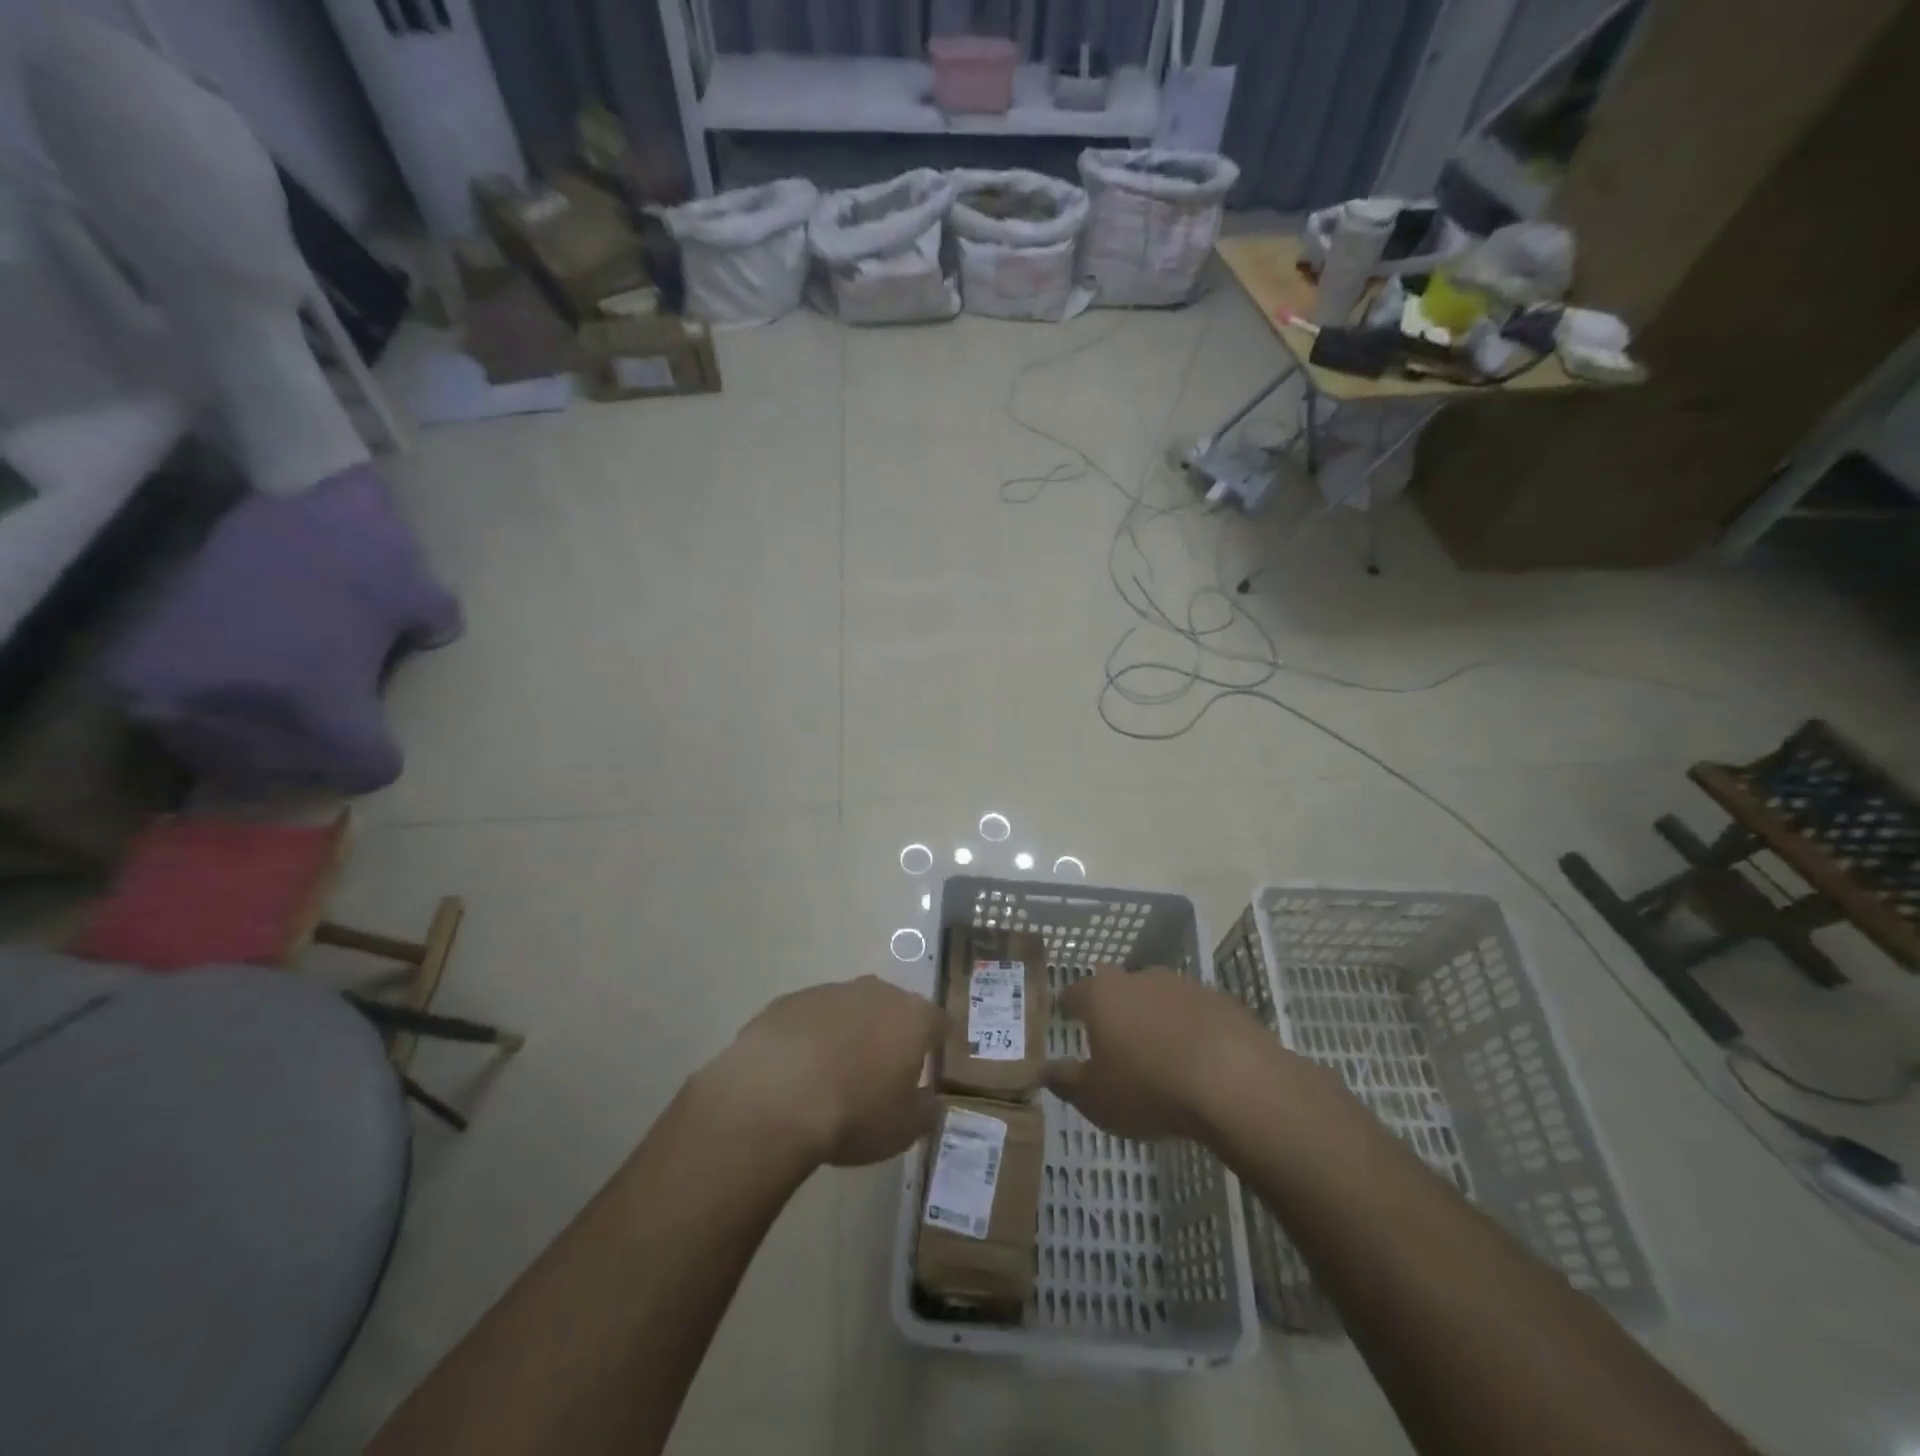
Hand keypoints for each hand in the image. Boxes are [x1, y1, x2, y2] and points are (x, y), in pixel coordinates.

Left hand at [701, 976, 943, 1167]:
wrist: (775, 1098)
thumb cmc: (854, 1113)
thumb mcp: (904, 1129)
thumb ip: (927, 1110)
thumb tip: (932, 1100)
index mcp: (912, 1017)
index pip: (938, 1023)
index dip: (937, 1045)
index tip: (931, 1068)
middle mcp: (876, 992)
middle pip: (893, 1009)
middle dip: (890, 1036)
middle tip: (880, 1075)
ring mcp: (829, 992)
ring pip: (849, 1011)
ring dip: (848, 1035)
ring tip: (833, 1077)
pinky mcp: (789, 1001)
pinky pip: (810, 1019)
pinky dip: (810, 1039)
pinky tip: (797, 1073)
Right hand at [1045, 966, 1274, 1141]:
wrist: (1234, 1082)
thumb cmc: (1149, 1088)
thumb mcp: (1095, 1098)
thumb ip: (1065, 1082)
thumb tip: (1043, 1070)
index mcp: (1102, 995)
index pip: (1074, 992)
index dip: (1068, 1006)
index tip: (1066, 1016)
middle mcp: (1140, 978)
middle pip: (1119, 988)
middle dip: (1115, 1008)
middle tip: (1114, 1037)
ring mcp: (1183, 985)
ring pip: (1159, 997)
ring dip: (1155, 1017)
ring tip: (1158, 1052)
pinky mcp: (1221, 1001)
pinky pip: (1195, 1013)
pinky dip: (1190, 1029)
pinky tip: (1197, 1058)